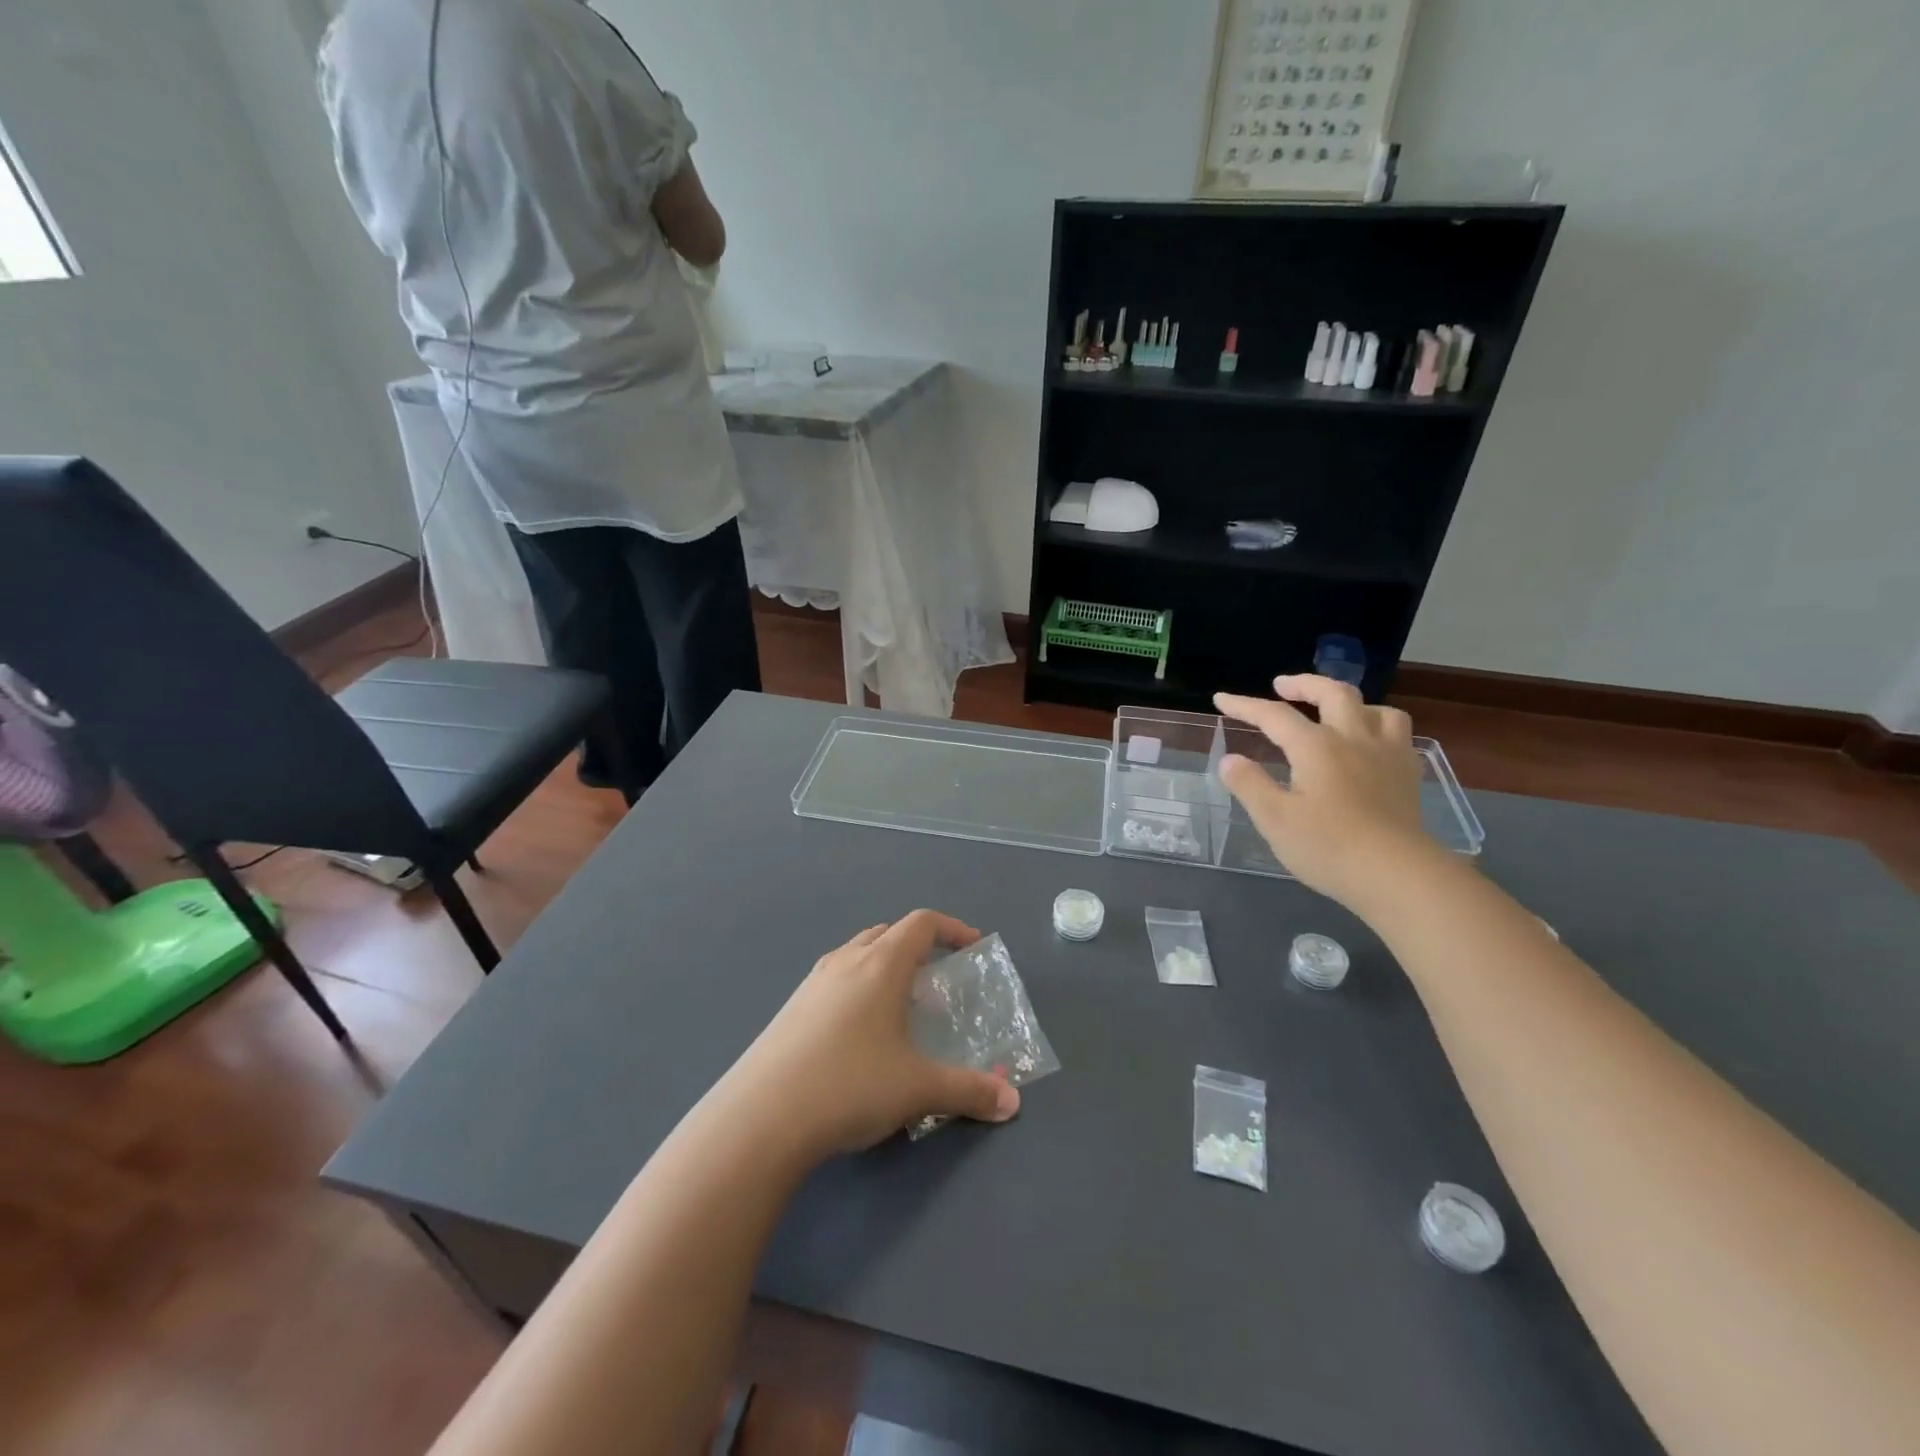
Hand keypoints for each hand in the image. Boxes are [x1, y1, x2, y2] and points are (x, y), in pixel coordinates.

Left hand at [720, 911, 1020, 1161]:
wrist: (760, 1117)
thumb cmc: (850, 1085)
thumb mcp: (918, 1089)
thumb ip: (969, 1091)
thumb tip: (1012, 1103)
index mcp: (881, 964)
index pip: (922, 923)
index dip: (952, 928)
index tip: (972, 946)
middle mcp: (846, 960)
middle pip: (888, 933)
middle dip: (917, 947)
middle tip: (936, 981)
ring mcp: (813, 982)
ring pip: (858, 954)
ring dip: (885, 967)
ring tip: (901, 1008)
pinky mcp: (791, 1008)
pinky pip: (835, 980)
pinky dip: (858, 988)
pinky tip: (859, 1035)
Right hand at [1214, 675, 1434, 909]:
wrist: (1397, 874)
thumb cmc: (1328, 847)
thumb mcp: (1274, 819)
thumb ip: (1250, 785)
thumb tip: (1231, 759)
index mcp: (1316, 746)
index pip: (1274, 715)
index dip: (1245, 705)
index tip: (1221, 699)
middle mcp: (1353, 739)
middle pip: (1333, 693)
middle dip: (1304, 684)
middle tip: (1282, 686)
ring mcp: (1387, 754)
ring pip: (1376, 709)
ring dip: (1350, 703)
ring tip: (1334, 712)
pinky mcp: (1408, 775)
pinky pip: (1398, 735)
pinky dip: (1379, 728)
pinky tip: (1370, 745)